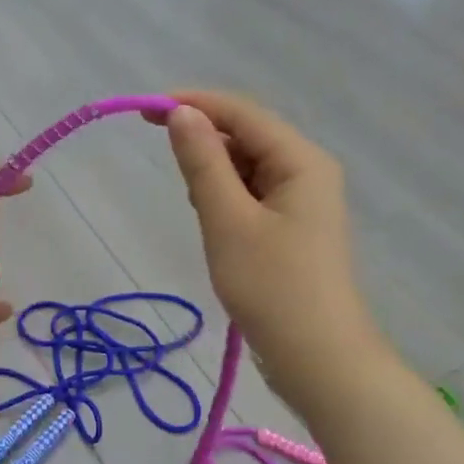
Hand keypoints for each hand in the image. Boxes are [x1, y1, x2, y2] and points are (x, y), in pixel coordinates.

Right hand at [155, 91, 382, 411]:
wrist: (318, 359)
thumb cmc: (271, 287)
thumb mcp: (227, 220)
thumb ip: (203, 163)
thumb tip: (181, 112)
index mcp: (301, 161)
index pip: (242, 114)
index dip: (194, 104)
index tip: (146, 111)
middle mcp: (308, 172)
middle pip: (248, 137)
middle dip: (205, 142)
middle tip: (165, 162)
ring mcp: (303, 203)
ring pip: (249, 169)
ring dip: (215, 175)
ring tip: (198, 209)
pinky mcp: (293, 231)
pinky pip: (254, 197)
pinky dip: (228, 200)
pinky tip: (214, 223)